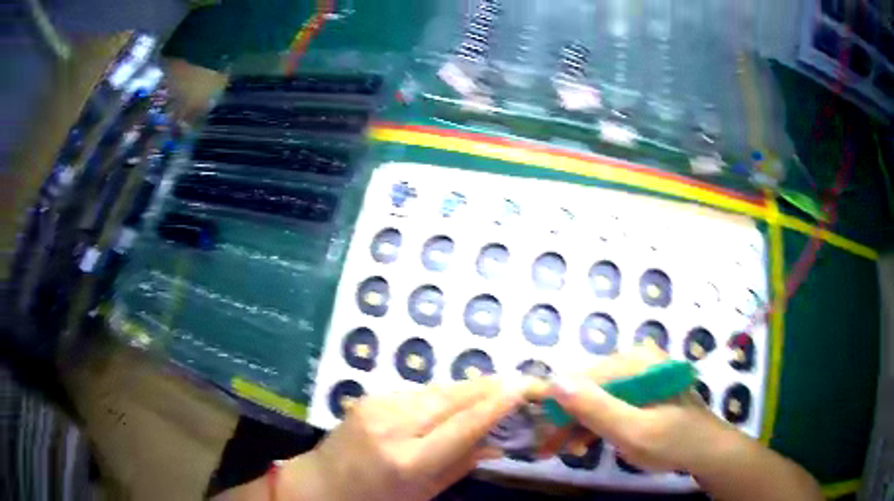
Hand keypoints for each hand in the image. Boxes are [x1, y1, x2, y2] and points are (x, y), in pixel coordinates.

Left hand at [279, 377, 525, 500]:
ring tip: (492, 390)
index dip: (497, 404)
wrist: (321, 483)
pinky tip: (452, 402)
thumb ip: (461, 464)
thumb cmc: (376, 500)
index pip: (463, 425)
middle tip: (518, 382)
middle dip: (488, 388)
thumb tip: (497, 442)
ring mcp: (377, 406)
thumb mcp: (424, 493)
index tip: (525, 387)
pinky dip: (441, 395)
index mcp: (408, 460)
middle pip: (451, 398)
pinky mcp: (369, 396)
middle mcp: (392, 426)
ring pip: (436, 390)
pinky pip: (417, 392)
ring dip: (467, 390)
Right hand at [548, 345, 732, 472]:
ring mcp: (639, 374)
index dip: (556, 404)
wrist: (706, 451)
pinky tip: (585, 442)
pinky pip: (609, 402)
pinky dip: (594, 423)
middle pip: (587, 387)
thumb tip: (555, 381)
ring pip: (595, 396)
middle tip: (548, 448)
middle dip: (565, 418)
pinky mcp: (641, 390)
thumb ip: (596, 407)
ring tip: (563, 450)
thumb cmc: (672, 442)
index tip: (537, 429)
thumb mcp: (633, 431)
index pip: (582, 378)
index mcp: (636, 362)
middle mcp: (635, 360)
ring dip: (577, 423)